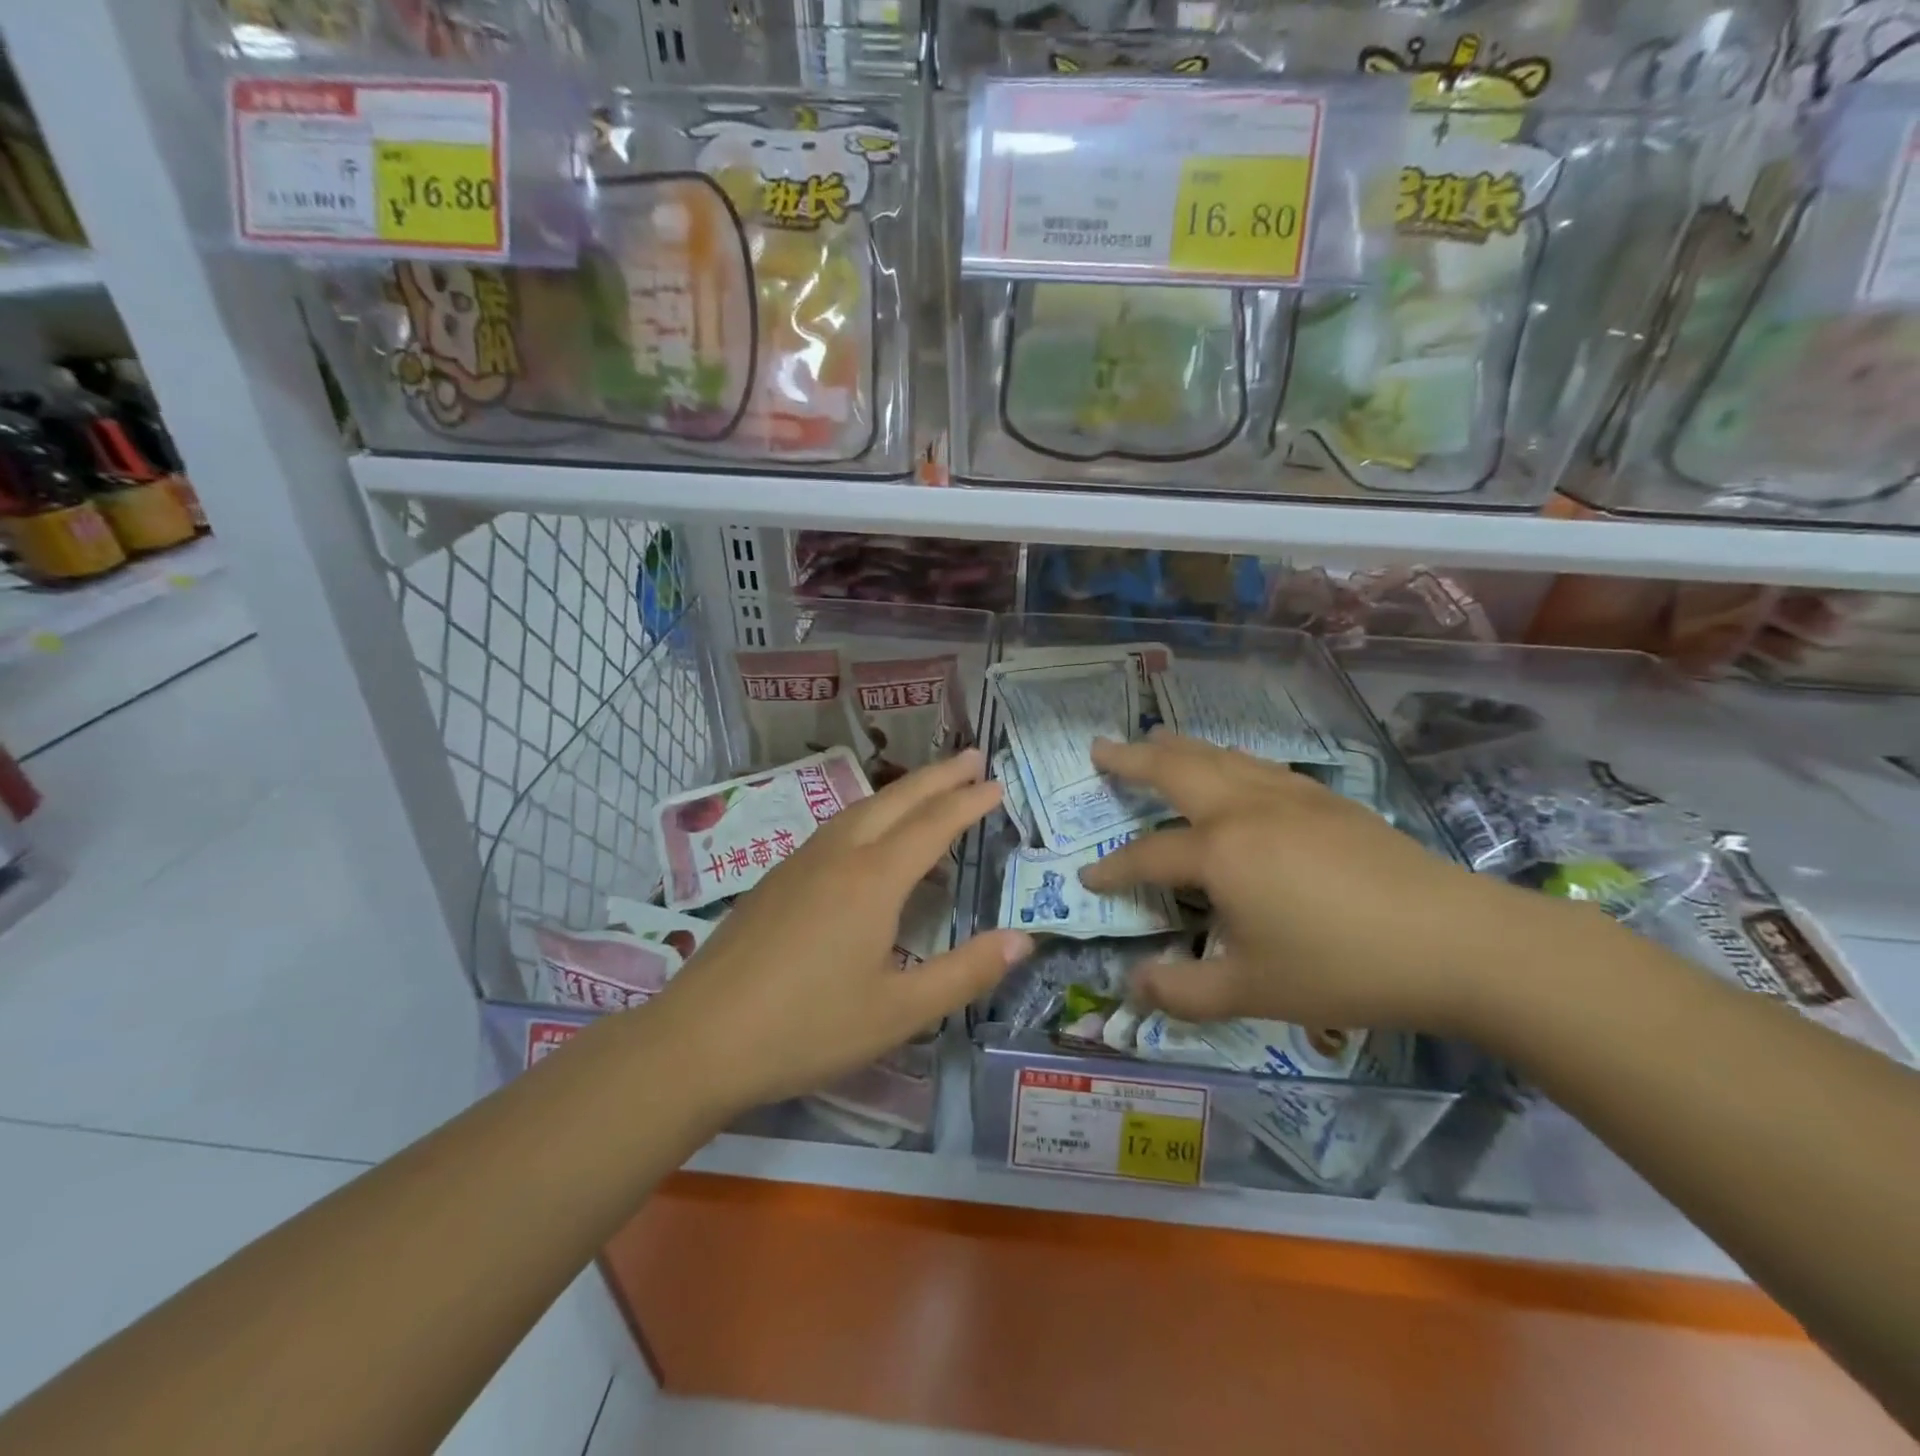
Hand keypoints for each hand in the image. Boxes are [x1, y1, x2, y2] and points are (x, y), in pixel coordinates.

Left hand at [645, 749, 1030, 1114]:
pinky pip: (835, 828)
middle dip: (938, 776)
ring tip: (929, 790)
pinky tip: (868, 838)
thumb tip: (1023, 940)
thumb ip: (965, 972)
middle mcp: (838, 855)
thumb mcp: (899, 1012)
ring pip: (861, 809)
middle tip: (972, 756)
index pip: (934, 825)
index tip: (997, 782)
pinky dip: (870, 816)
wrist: (698, 1040)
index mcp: (873, 879)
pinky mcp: (774, 879)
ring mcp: (800, 862)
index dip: (969, 802)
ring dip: (901, 792)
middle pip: (897, 800)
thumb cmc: (807, 1028)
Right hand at [1079, 732, 1574, 1034]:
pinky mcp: (1327, 800)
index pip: (1148, 854)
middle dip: (1132, 759)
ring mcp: (1291, 797)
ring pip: (1220, 757)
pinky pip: (1258, 765)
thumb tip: (1133, 987)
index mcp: (1221, 852)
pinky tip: (1233, 767)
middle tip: (1099, 748)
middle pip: (1176, 770)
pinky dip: (1226, 758)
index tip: (1088, 878)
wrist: (1458, 941)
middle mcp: (1246, 809)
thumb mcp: (1253, 992)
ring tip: (1154, 740)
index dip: (1113, 867)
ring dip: (1179, 748)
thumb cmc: (1345, 967)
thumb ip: (1183, 991)